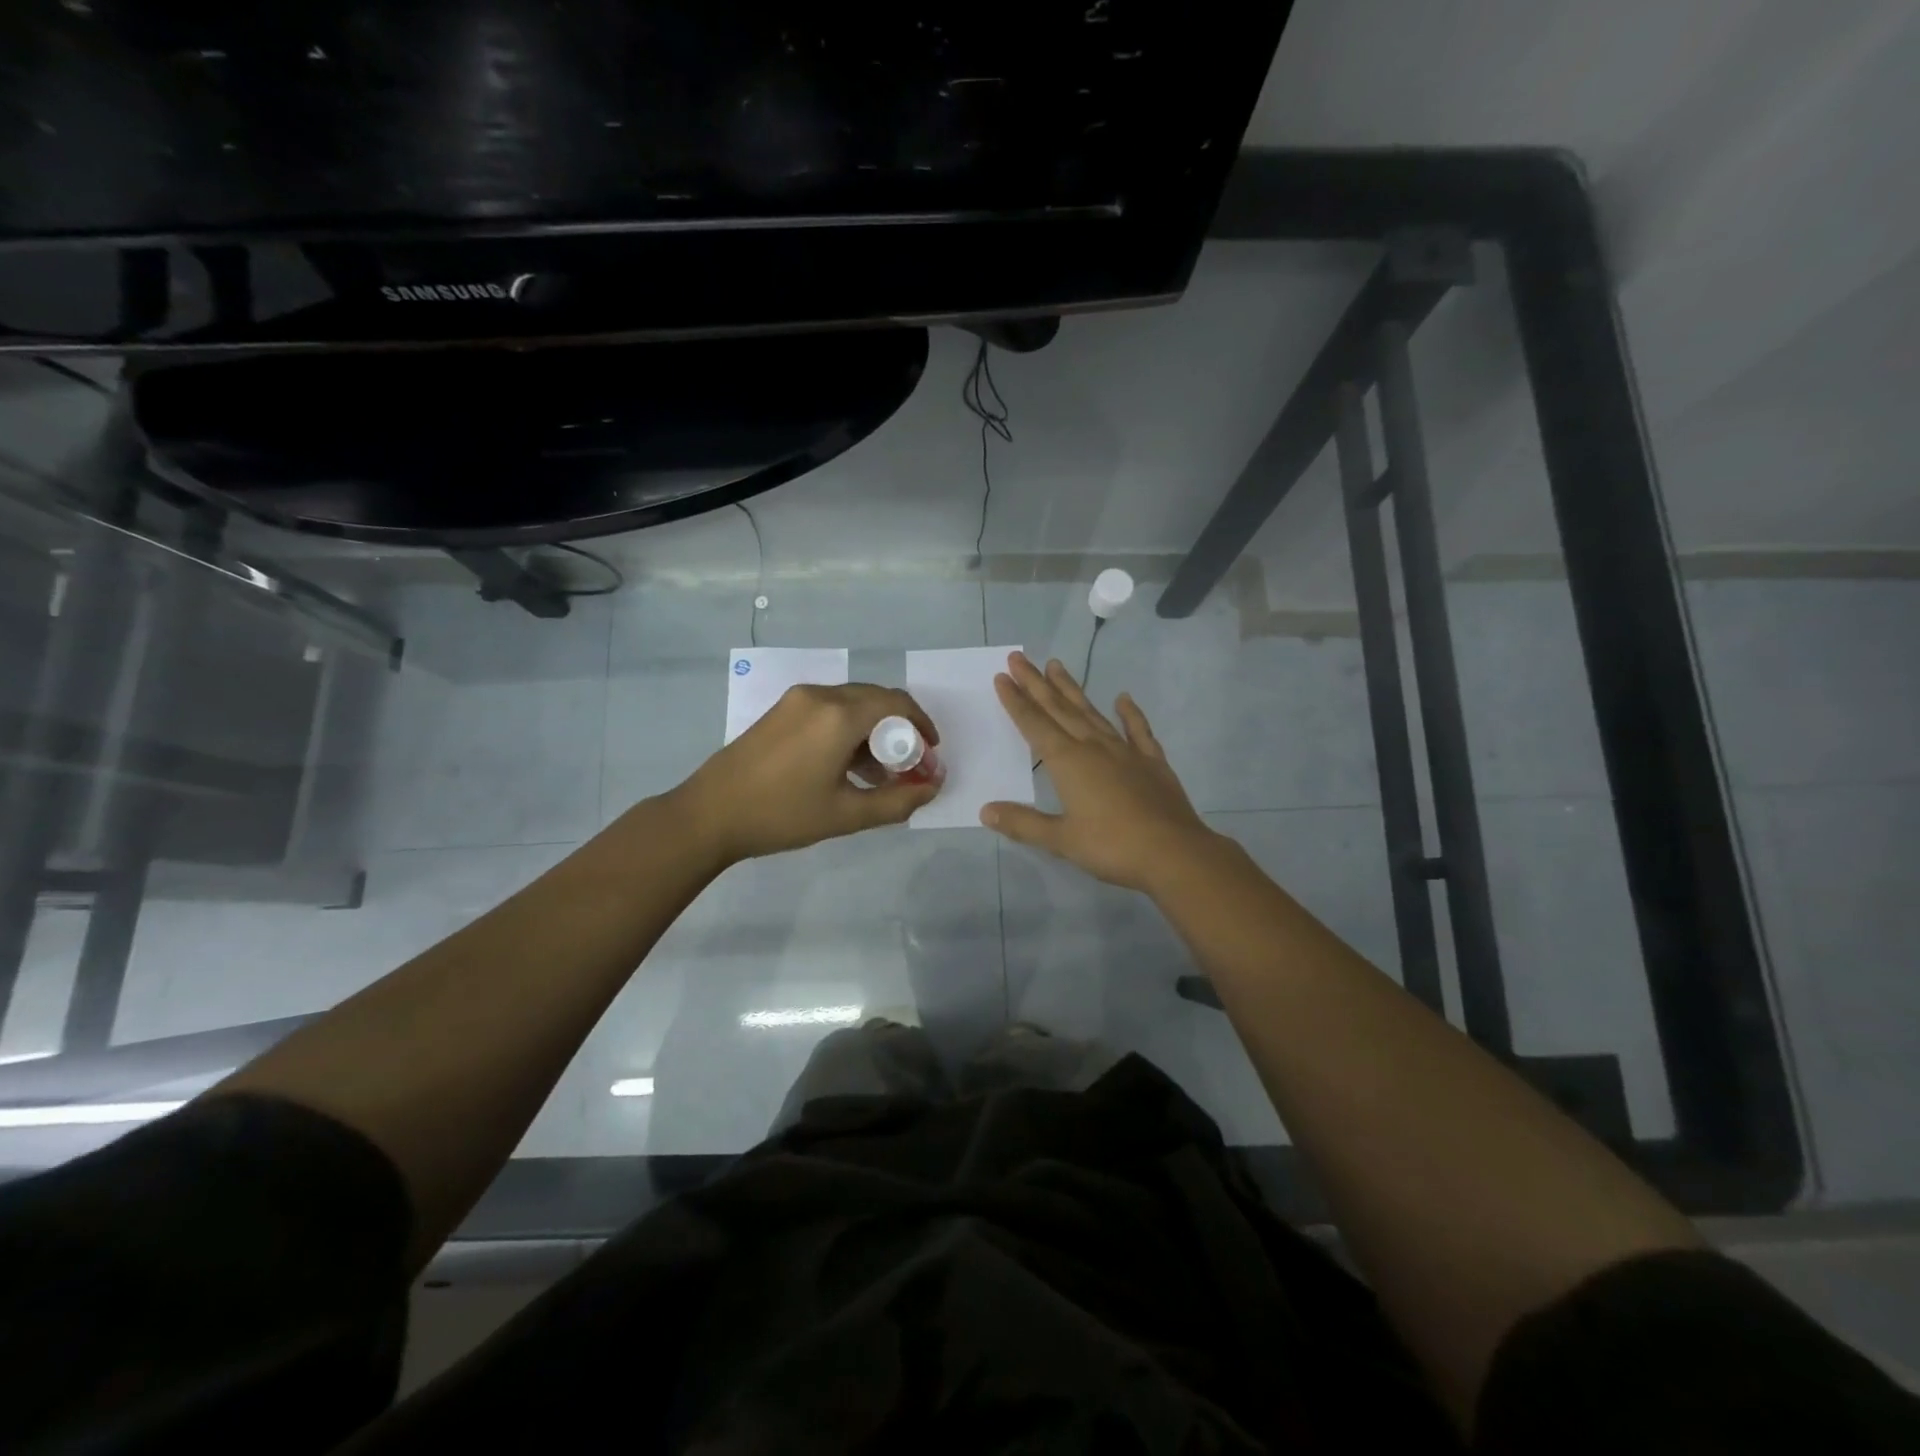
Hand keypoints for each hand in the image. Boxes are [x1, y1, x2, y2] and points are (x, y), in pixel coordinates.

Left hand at [672, 683, 941, 865]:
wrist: (709, 814)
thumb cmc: (782, 815)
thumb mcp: (847, 814)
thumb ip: (897, 800)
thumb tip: (932, 788)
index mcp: (839, 715)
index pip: (897, 703)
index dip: (922, 726)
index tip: (930, 754)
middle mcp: (820, 695)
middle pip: (876, 699)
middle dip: (899, 730)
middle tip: (907, 766)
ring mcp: (797, 700)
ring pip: (852, 704)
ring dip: (873, 730)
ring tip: (878, 773)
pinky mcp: (781, 710)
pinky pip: (829, 709)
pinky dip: (848, 729)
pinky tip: (846, 765)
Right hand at [981, 652, 1216, 892]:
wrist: (1174, 852)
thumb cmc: (1112, 846)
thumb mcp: (1061, 840)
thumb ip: (1023, 823)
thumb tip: (986, 810)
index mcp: (1068, 762)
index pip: (1035, 725)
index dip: (1016, 701)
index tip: (1003, 676)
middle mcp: (1094, 747)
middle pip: (1059, 709)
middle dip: (1037, 684)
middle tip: (1020, 657)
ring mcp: (1126, 751)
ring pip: (1092, 712)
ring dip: (1072, 689)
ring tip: (1057, 665)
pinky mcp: (1152, 761)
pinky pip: (1138, 730)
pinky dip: (1130, 713)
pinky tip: (1123, 698)